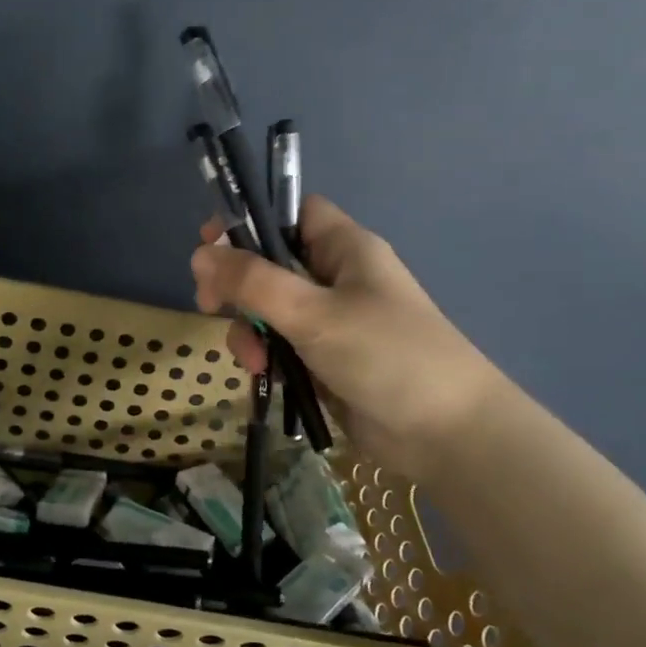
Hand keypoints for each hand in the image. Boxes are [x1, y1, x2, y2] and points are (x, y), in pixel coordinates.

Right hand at [190, 197, 501, 480]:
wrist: (446, 435)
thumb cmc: (386, 356)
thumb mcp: (313, 313)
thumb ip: (253, 282)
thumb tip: (199, 254)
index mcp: (345, 249)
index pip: (292, 212)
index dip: (251, 218)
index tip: (211, 243)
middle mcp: (336, 278)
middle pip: (270, 262)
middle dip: (237, 283)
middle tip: (209, 303)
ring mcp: (330, 321)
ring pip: (268, 308)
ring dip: (248, 328)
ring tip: (252, 359)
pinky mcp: (324, 359)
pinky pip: (279, 344)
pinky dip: (264, 355)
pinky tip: (262, 375)